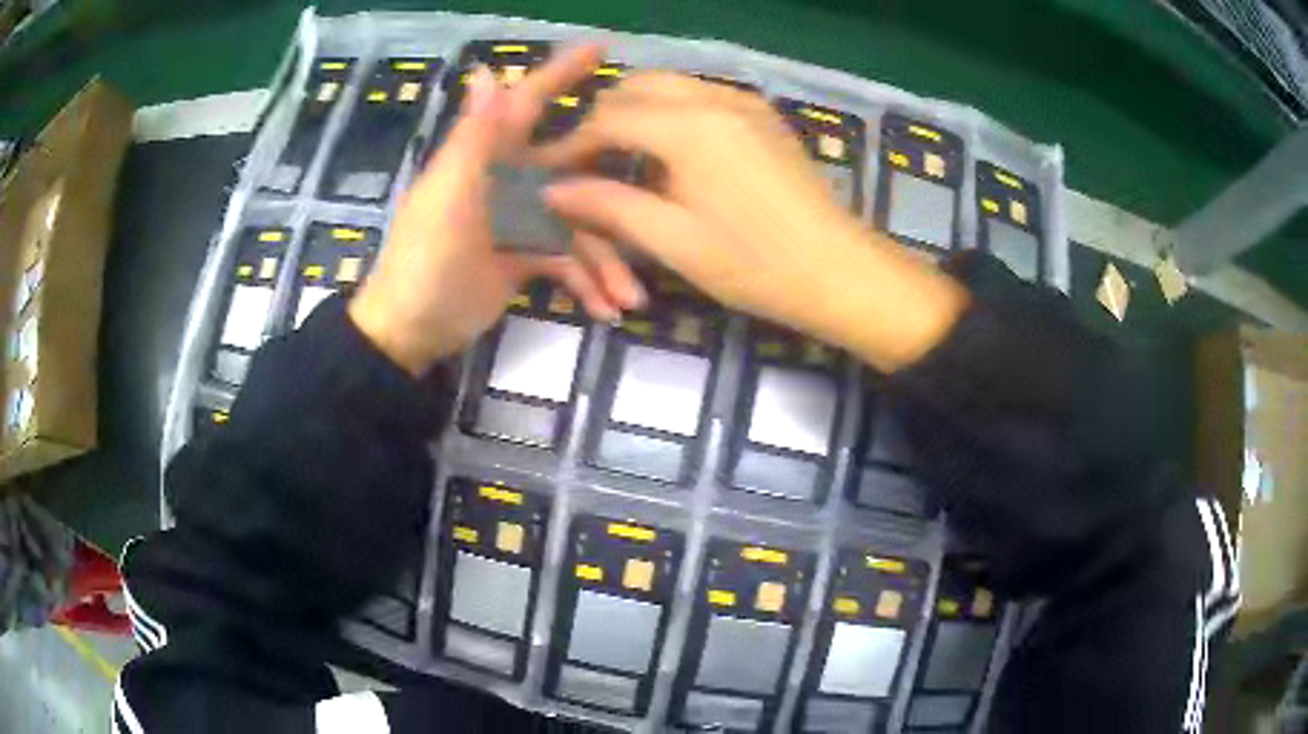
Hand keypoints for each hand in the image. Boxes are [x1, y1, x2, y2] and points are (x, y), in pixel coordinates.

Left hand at [349, 45, 644, 375]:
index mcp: (488, 156)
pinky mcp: (527, 257)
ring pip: (582, 226)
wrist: (411, 332)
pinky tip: (607, 310)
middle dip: (614, 181)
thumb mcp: (447, 199)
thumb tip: (486, 70)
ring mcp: (522, 220)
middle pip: (576, 168)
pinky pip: (569, 262)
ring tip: (632, 299)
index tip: (604, 47)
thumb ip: (472, 138)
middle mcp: (511, 180)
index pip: (528, 102)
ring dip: (608, 262)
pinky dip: (588, 285)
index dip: (562, 72)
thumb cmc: (424, 261)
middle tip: (660, 189)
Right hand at [538, 73, 968, 372]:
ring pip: (668, 87)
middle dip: (603, 123)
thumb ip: (607, 206)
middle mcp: (715, 97)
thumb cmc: (756, 265)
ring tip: (626, 167)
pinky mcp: (763, 116)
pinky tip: (673, 161)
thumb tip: (552, 190)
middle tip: (588, 170)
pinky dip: (672, 117)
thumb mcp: (672, 242)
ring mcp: (745, 102)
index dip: (572, 146)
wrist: (842, 272)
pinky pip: (700, 98)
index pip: (607, 118)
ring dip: (637, 117)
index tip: (551, 176)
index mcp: (688, 126)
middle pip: (635, 88)